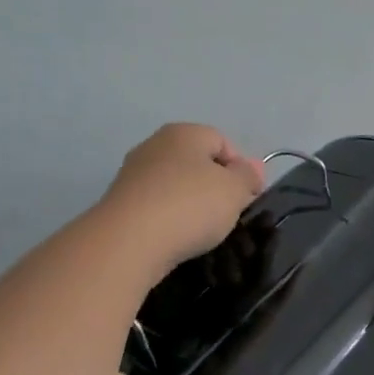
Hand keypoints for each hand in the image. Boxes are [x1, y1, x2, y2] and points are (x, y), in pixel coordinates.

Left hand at [96, 124, 265, 279]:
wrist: (129, 241)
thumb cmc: (190, 206)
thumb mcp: (234, 190)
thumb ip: (247, 176)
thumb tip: (252, 166)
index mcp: (184, 133)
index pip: (222, 142)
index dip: (241, 168)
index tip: (249, 198)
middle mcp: (155, 145)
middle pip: (197, 163)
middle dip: (216, 187)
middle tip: (230, 214)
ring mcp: (134, 174)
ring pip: (176, 185)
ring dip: (192, 204)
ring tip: (204, 231)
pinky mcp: (120, 203)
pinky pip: (157, 206)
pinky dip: (170, 219)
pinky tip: (177, 238)